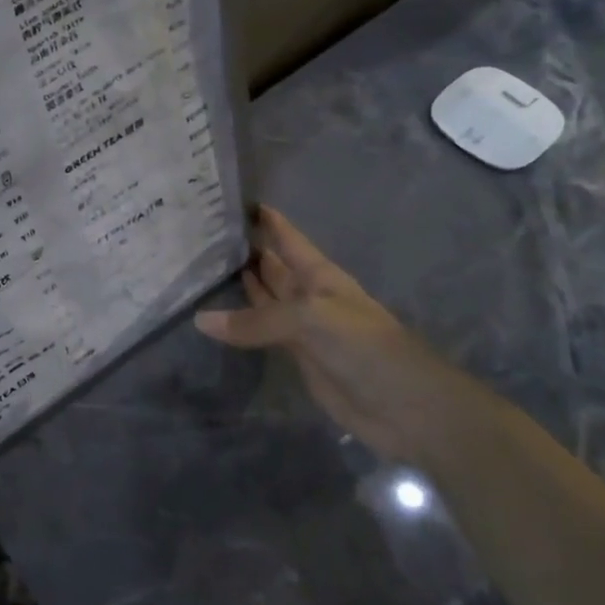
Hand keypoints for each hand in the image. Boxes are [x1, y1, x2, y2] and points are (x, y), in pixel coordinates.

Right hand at [194, 206, 474, 463]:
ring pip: (265, 299)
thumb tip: (201, 320)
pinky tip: (215, 318)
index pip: (288, 239)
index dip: (267, 220)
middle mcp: (309, 295)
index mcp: (320, 275)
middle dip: (247, 250)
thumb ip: (256, 320)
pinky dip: (240, 324)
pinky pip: (262, 333)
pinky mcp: (298, 357)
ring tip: (202, 267)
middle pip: (274, 266)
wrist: (404, 405)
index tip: (234, 200)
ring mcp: (303, 328)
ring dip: (242, 285)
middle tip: (203, 235)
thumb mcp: (310, 320)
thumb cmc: (364, 346)